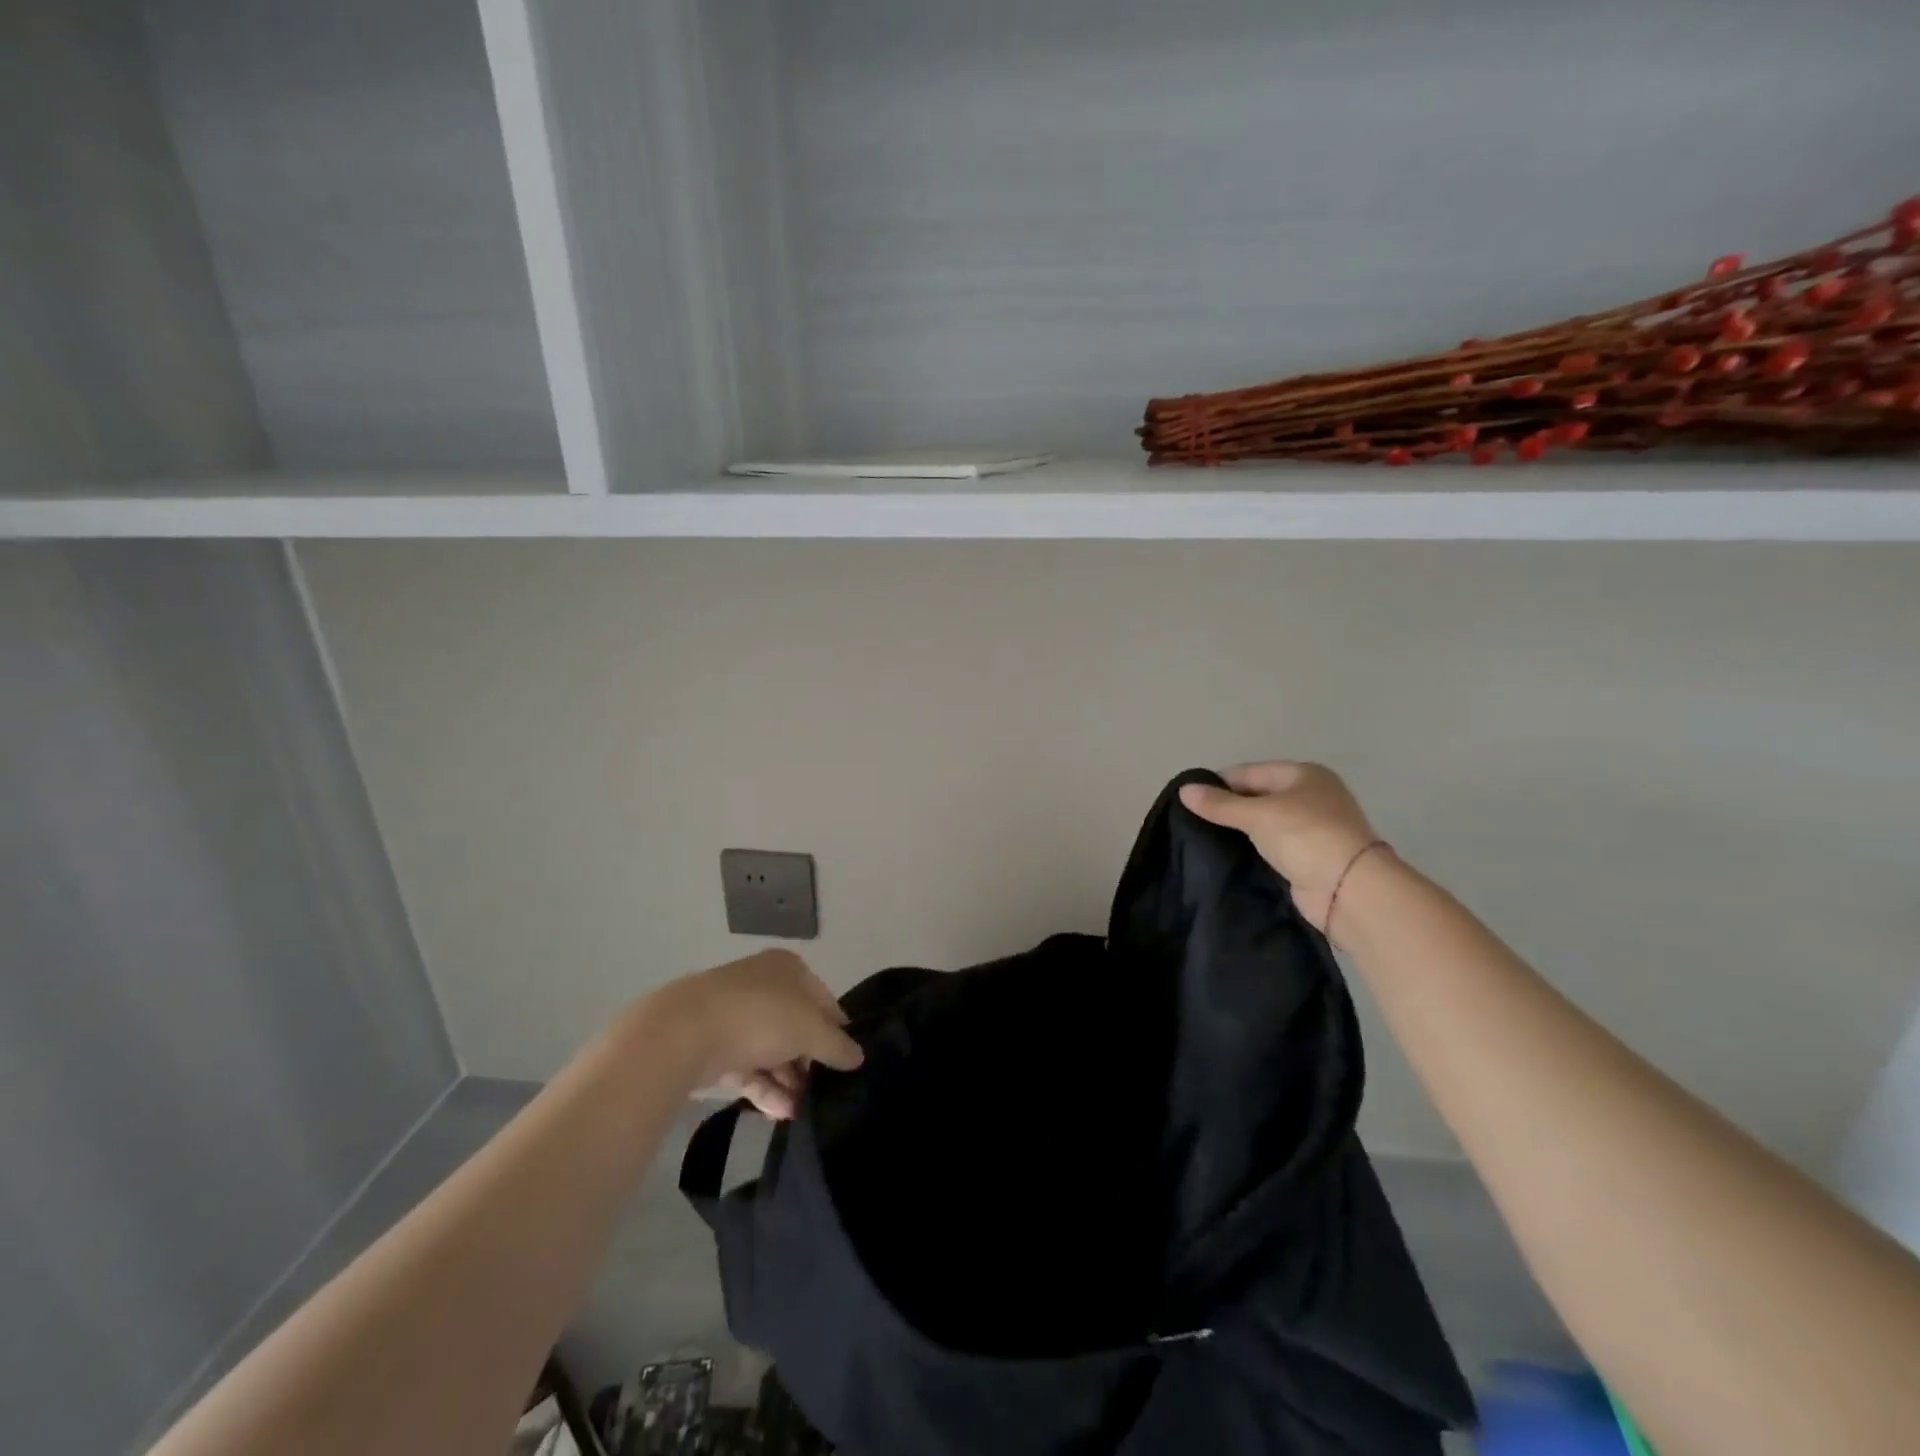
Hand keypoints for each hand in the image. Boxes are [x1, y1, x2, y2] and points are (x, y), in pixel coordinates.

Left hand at [646, 949, 862, 1118]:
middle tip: (823, 1092)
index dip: (838, 1031)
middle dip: (810, 1062)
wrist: (684, 1032)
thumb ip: (837, 1046)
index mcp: (789, 969)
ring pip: (772, 1050)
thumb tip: (858, 1057)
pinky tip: (782, 1114)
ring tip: (803, 1112)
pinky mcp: (713, 1046)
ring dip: (789, 1081)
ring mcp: (736, 1016)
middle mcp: (763, 986)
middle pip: (797, 1027)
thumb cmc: (760, 1016)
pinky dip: (765, 1089)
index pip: (825, 1000)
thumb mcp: (811, 1030)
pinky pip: (748, 1068)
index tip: (847, 1063)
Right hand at [1179, 762, 1382, 932]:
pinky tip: (1229, 854)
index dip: (1219, 783)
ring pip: (1264, 821)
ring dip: (1240, 829)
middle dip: (1229, 807)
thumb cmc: (1306, 837)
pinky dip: (1253, 847)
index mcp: (1304, 774)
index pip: (1249, 772)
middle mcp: (1311, 796)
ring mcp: (1312, 827)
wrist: (1350, 890)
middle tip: (1193, 820)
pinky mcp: (1309, 856)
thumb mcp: (1258, 815)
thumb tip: (1184, 790)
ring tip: (1204, 837)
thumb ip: (1220, 804)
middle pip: (1258, 795)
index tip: (1188, 800)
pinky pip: (1272, 844)